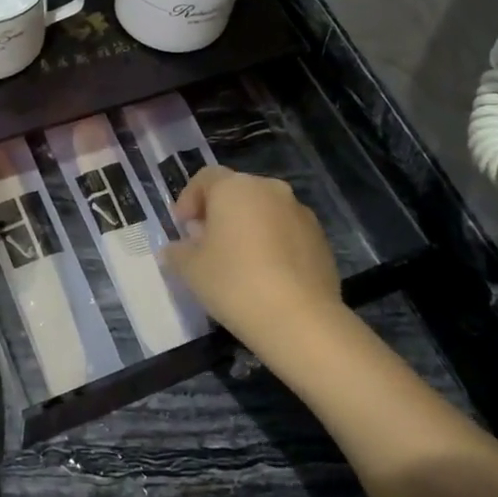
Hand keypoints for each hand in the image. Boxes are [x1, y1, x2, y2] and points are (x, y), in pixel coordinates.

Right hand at [162, 166, 343, 348]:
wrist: (299, 318)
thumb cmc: (234, 283)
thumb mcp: (190, 269)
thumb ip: (177, 252)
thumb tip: (176, 248)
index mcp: (235, 188)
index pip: (206, 178)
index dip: (189, 199)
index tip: (182, 227)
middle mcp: (270, 189)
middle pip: (237, 192)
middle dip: (219, 213)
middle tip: (206, 244)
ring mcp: (300, 212)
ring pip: (265, 211)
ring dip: (248, 228)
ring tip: (238, 262)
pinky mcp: (321, 238)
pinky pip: (287, 232)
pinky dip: (273, 244)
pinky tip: (266, 275)